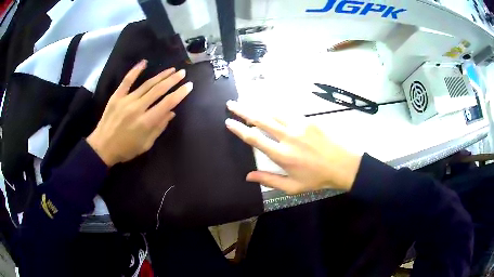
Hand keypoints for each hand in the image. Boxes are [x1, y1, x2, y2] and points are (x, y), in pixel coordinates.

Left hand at [87, 60, 191, 165]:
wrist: (102, 147)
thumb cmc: (126, 149)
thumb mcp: (145, 144)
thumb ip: (159, 128)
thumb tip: (171, 113)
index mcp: (146, 122)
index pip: (167, 103)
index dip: (180, 94)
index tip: (189, 86)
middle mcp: (138, 108)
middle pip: (159, 90)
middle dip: (173, 80)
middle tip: (183, 73)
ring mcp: (126, 100)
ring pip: (147, 84)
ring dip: (160, 76)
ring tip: (171, 70)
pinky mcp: (116, 96)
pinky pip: (127, 81)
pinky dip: (135, 71)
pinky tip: (144, 62)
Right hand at [225, 101, 361, 194]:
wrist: (343, 165)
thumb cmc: (317, 178)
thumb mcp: (292, 187)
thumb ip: (269, 180)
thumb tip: (248, 176)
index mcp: (281, 155)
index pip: (254, 138)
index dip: (239, 129)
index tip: (228, 122)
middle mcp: (287, 136)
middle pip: (260, 119)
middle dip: (243, 111)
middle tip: (231, 104)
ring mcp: (299, 125)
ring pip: (273, 111)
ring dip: (258, 106)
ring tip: (246, 102)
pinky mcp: (308, 120)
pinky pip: (287, 111)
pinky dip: (275, 108)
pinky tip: (269, 106)